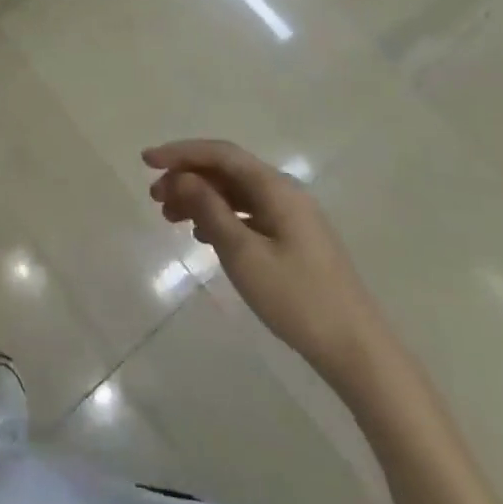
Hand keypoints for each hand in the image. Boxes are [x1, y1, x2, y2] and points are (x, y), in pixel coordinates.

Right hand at [145, 140, 389, 384]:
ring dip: (200, 198)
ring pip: (235, 193)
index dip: (181, 153)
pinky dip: (220, 217)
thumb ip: (209, 209)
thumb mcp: (243, 253)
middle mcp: (285, 193)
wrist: (356, 350)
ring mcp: (291, 217)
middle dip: (187, 177)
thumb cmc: (296, 298)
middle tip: (155, 198)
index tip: (146, 161)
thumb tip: (181, 177)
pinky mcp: (293, 239)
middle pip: (227, 170)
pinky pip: (247, 213)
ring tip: (170, 218)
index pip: (221, 154)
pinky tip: (202, 235)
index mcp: (276, 188)